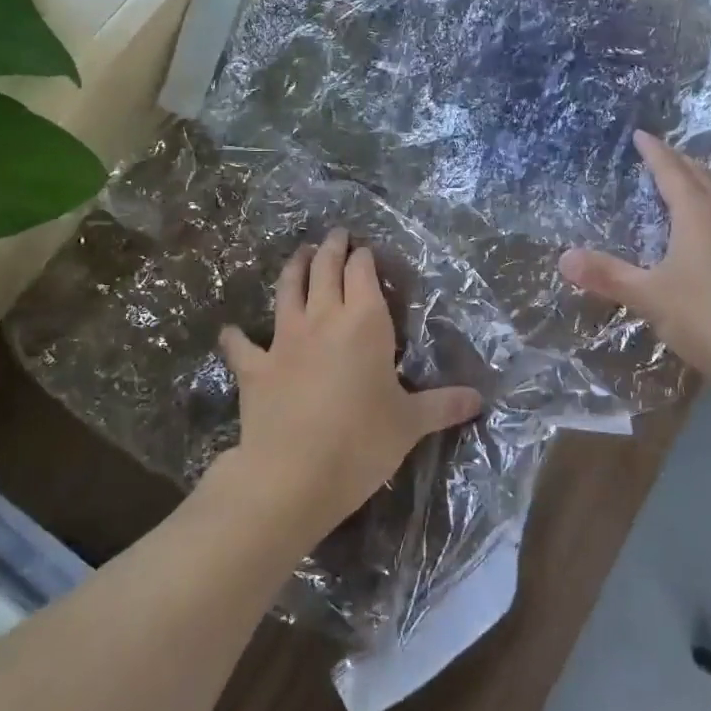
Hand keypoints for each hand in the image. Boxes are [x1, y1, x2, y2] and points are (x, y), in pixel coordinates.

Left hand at [218, 228, 482, 541]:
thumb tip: (479, 400)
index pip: (362, 273)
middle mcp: (323, 319)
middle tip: (334, 235)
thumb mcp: (410, 424)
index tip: (365, 249)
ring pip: (287, 291)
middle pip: (324, 270)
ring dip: (293, 269)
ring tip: (298, 255)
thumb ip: (443, 405)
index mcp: (364, 322)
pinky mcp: (255, 368)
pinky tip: (230, 330)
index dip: (363, 257)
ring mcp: (284, 341)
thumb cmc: (361, 442)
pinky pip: (241, 346)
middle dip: (331, 249)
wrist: (293, 475)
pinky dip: (236, 336)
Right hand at [558, 131, 710, 401]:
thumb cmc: (704, 319)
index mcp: (698, 216)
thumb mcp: (647, 296)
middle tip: (668, 160)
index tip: (642, 136)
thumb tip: (564, 258)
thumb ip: (606, 275)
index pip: (672, 172)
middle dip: (686, 164)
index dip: (655, 153)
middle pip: (708, 178)